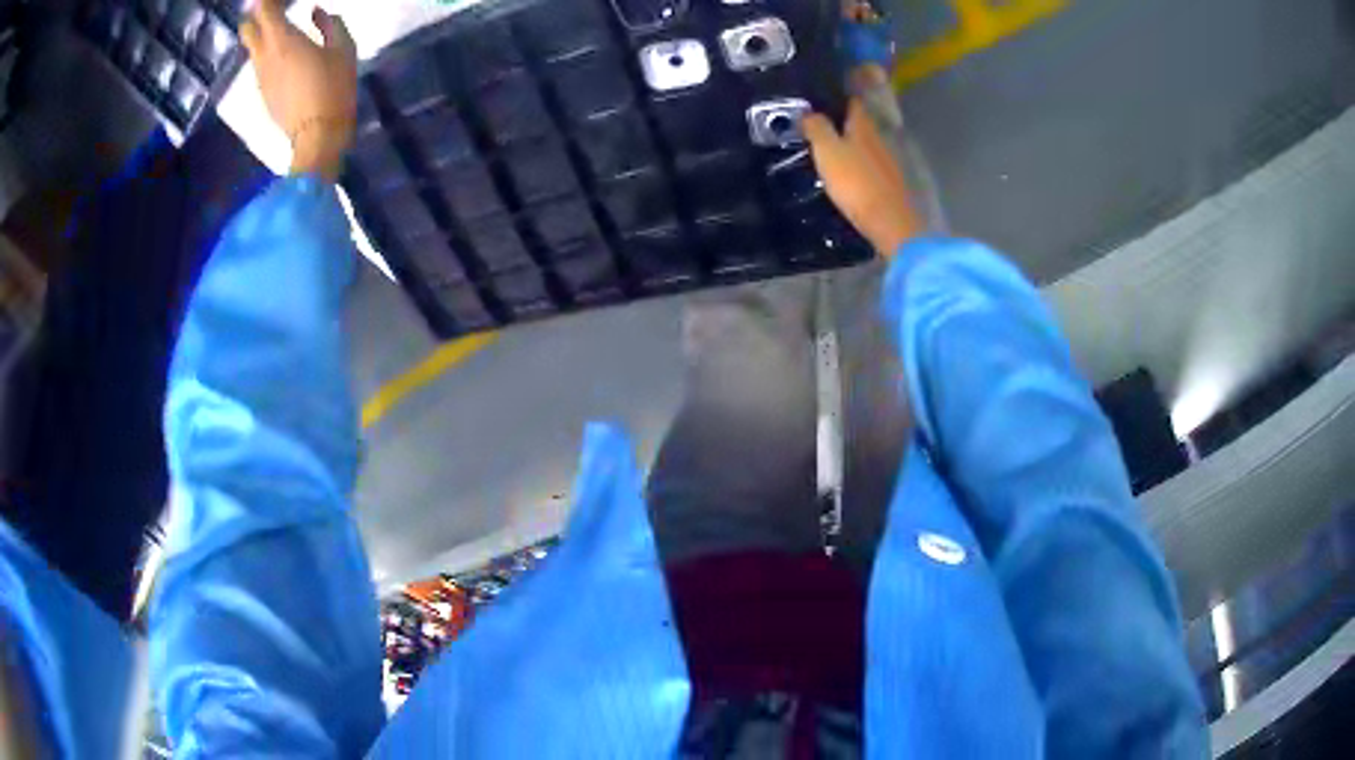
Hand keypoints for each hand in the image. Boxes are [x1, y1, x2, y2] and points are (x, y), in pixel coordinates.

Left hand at [241, 0, 357, 180]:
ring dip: (261, 36)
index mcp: (284, 40)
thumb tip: (315, 12)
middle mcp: (265, 56)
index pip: (265, 11)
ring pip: (253, 49)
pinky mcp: (263, 93)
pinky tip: (283, 56)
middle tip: (272, 10)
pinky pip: (260, 66)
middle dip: (256, 16)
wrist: (317, 137)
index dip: (265, 1)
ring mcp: (261, 77)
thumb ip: (330, 24)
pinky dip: (267, 55)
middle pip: (248, 30)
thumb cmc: (334, 87)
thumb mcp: (343, 48)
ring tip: (279, 31)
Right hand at [802, 98, 922, 256]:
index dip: (838, 98)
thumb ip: (817, 128)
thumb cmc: (855, 182)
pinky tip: (849, 173)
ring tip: (831, 150)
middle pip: (861, 123)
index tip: (821, 100)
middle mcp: (879, 138)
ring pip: (866, 144)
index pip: (852, 102)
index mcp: (863, 126)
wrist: (890, 222)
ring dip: (852, 144)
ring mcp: (888, 161)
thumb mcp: (827, 151)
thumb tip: (809, 112)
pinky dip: (860, 164)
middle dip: (843, 122)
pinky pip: (871, 165)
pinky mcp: (891, 182)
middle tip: (820, 126)